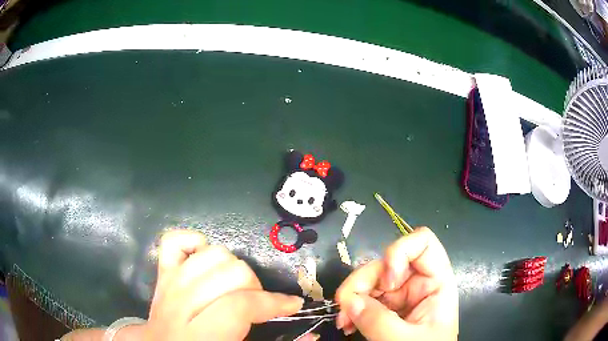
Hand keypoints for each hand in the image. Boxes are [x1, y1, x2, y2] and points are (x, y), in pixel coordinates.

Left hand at [141, 230, 303, 339]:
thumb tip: (312, 335)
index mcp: (199, 335)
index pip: (238, 306)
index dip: (272, 303)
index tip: (291, 306)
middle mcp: (178, 305)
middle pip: (228, 272)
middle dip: (254, 287)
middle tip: (257, 304)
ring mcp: (167, 284)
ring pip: (209, 254)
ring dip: (233, 269)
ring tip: (236, 288)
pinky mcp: (161, 273)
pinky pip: (174, 241)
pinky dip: (194, 243)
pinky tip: (205, 262)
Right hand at [335, 227, 457, 339]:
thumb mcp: (406, 339)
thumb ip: (379, 322)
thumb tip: (350, 301)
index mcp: (436, 282)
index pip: (422, 243)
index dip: (401, 252)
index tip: (387, 283)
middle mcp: (417, 282)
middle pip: (387, 261)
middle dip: (363, 282)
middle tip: (346, 307)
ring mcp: (400, 294)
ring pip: (370, 279)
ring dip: (352, 297)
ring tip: (344, 322)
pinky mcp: (386, 307)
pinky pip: (363, 297)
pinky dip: (351, 308)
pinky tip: (347, 324)